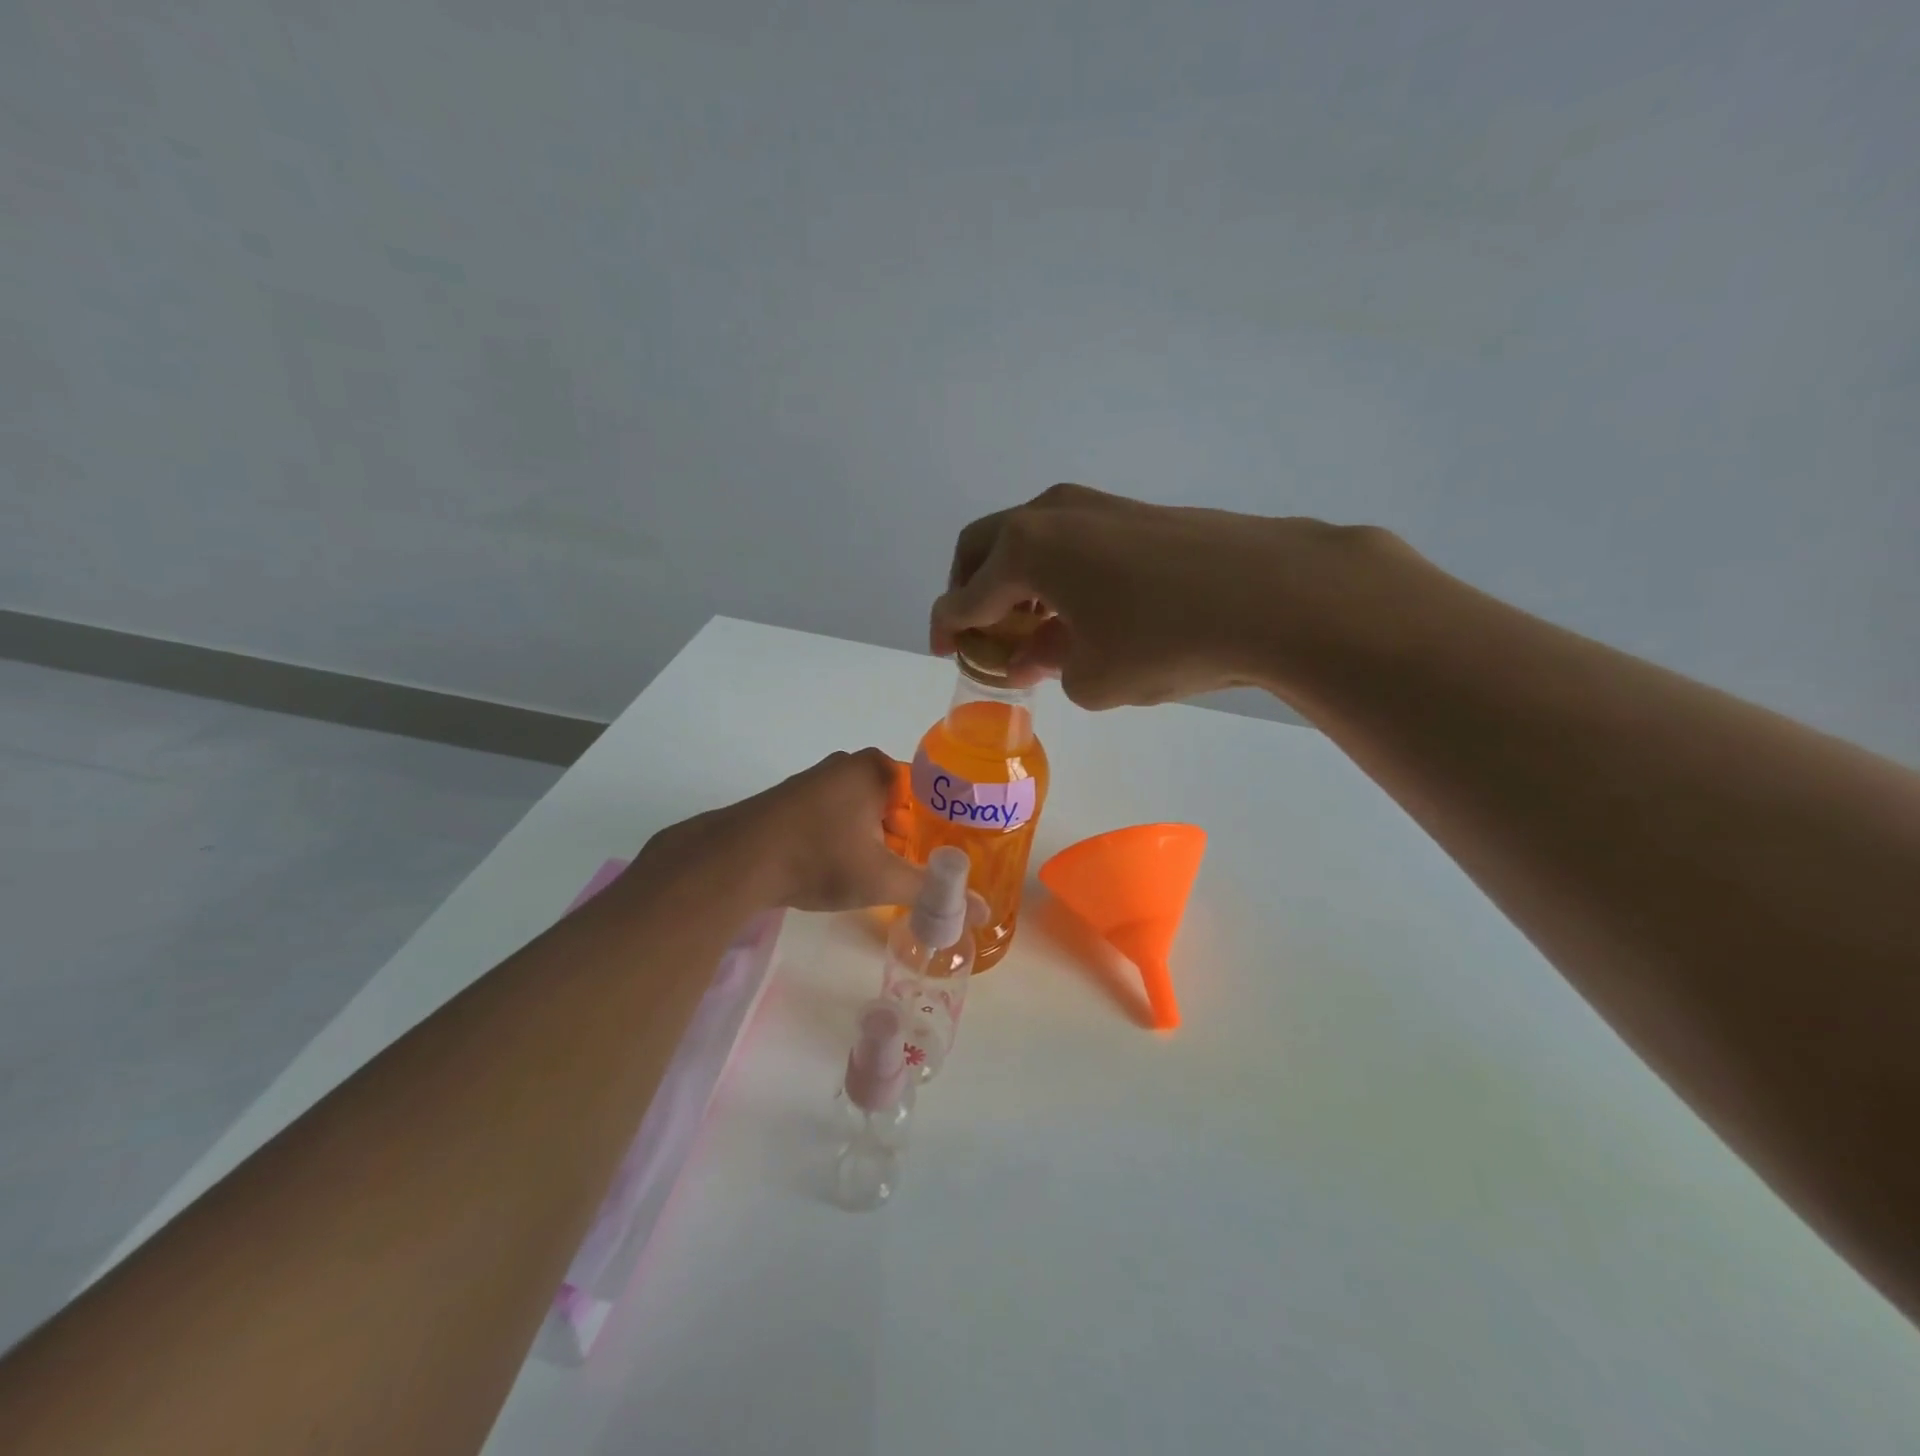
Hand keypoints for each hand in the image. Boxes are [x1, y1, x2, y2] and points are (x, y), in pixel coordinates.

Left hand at [636, 748, 926, 912]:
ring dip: (874, 841)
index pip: (928, 794)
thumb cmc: (820, 858)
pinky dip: (845, 839)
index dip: (939, 828)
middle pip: (896, 803)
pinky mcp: (792, 800)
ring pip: (864, 811)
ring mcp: (816, 779)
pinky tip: (839, 869)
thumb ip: (933, 892)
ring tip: (878, 876)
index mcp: (877, 769)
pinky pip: (835, 817)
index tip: (943, 858)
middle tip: (912, 872)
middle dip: (906, 838)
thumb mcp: (882, 879)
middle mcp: (848, 764)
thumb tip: (983, 912)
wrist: (736, 861)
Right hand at [930, 483, 1404, 709]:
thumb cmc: (1164, 641)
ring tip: (1033, 627)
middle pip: (984, 547)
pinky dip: (1057, 572)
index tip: (944, 651)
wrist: (1275, 594)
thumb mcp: (1092, 677)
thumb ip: (1049, 666)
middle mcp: (1050, 514)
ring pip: (1030, 540)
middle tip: (981, 632)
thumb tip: (1037, 655)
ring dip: (1017, 580)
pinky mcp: (1135, 512)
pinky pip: (1071, 540)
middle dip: (972, 590)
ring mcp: (1096, 505)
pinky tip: (1081, 608)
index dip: (946, 628)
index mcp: (1024, 550)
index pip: (963, 595)